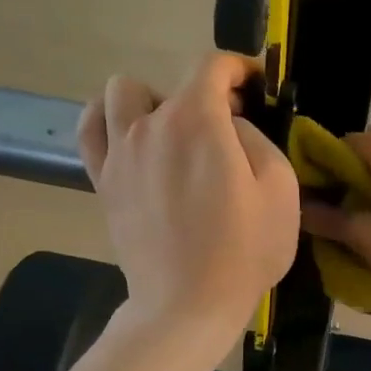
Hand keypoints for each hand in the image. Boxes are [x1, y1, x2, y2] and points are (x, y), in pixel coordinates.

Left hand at [77, 54, 299, 339]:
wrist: (187, 305)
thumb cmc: (243, 250)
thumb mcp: (280, 188)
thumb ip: (256, 138)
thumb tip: (231, 126)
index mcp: (198, 121)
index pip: (212, 65)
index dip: (240, 66)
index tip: (258, 85)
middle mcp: (151, 124)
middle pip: (176, 83)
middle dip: (208, 94)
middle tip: (229, 127)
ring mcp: (119, 151)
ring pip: (121, 92)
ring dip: (153, 101)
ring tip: (175, 131)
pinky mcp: (102, 180)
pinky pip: (90, 128)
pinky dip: (107, 119)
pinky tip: (130, 136)